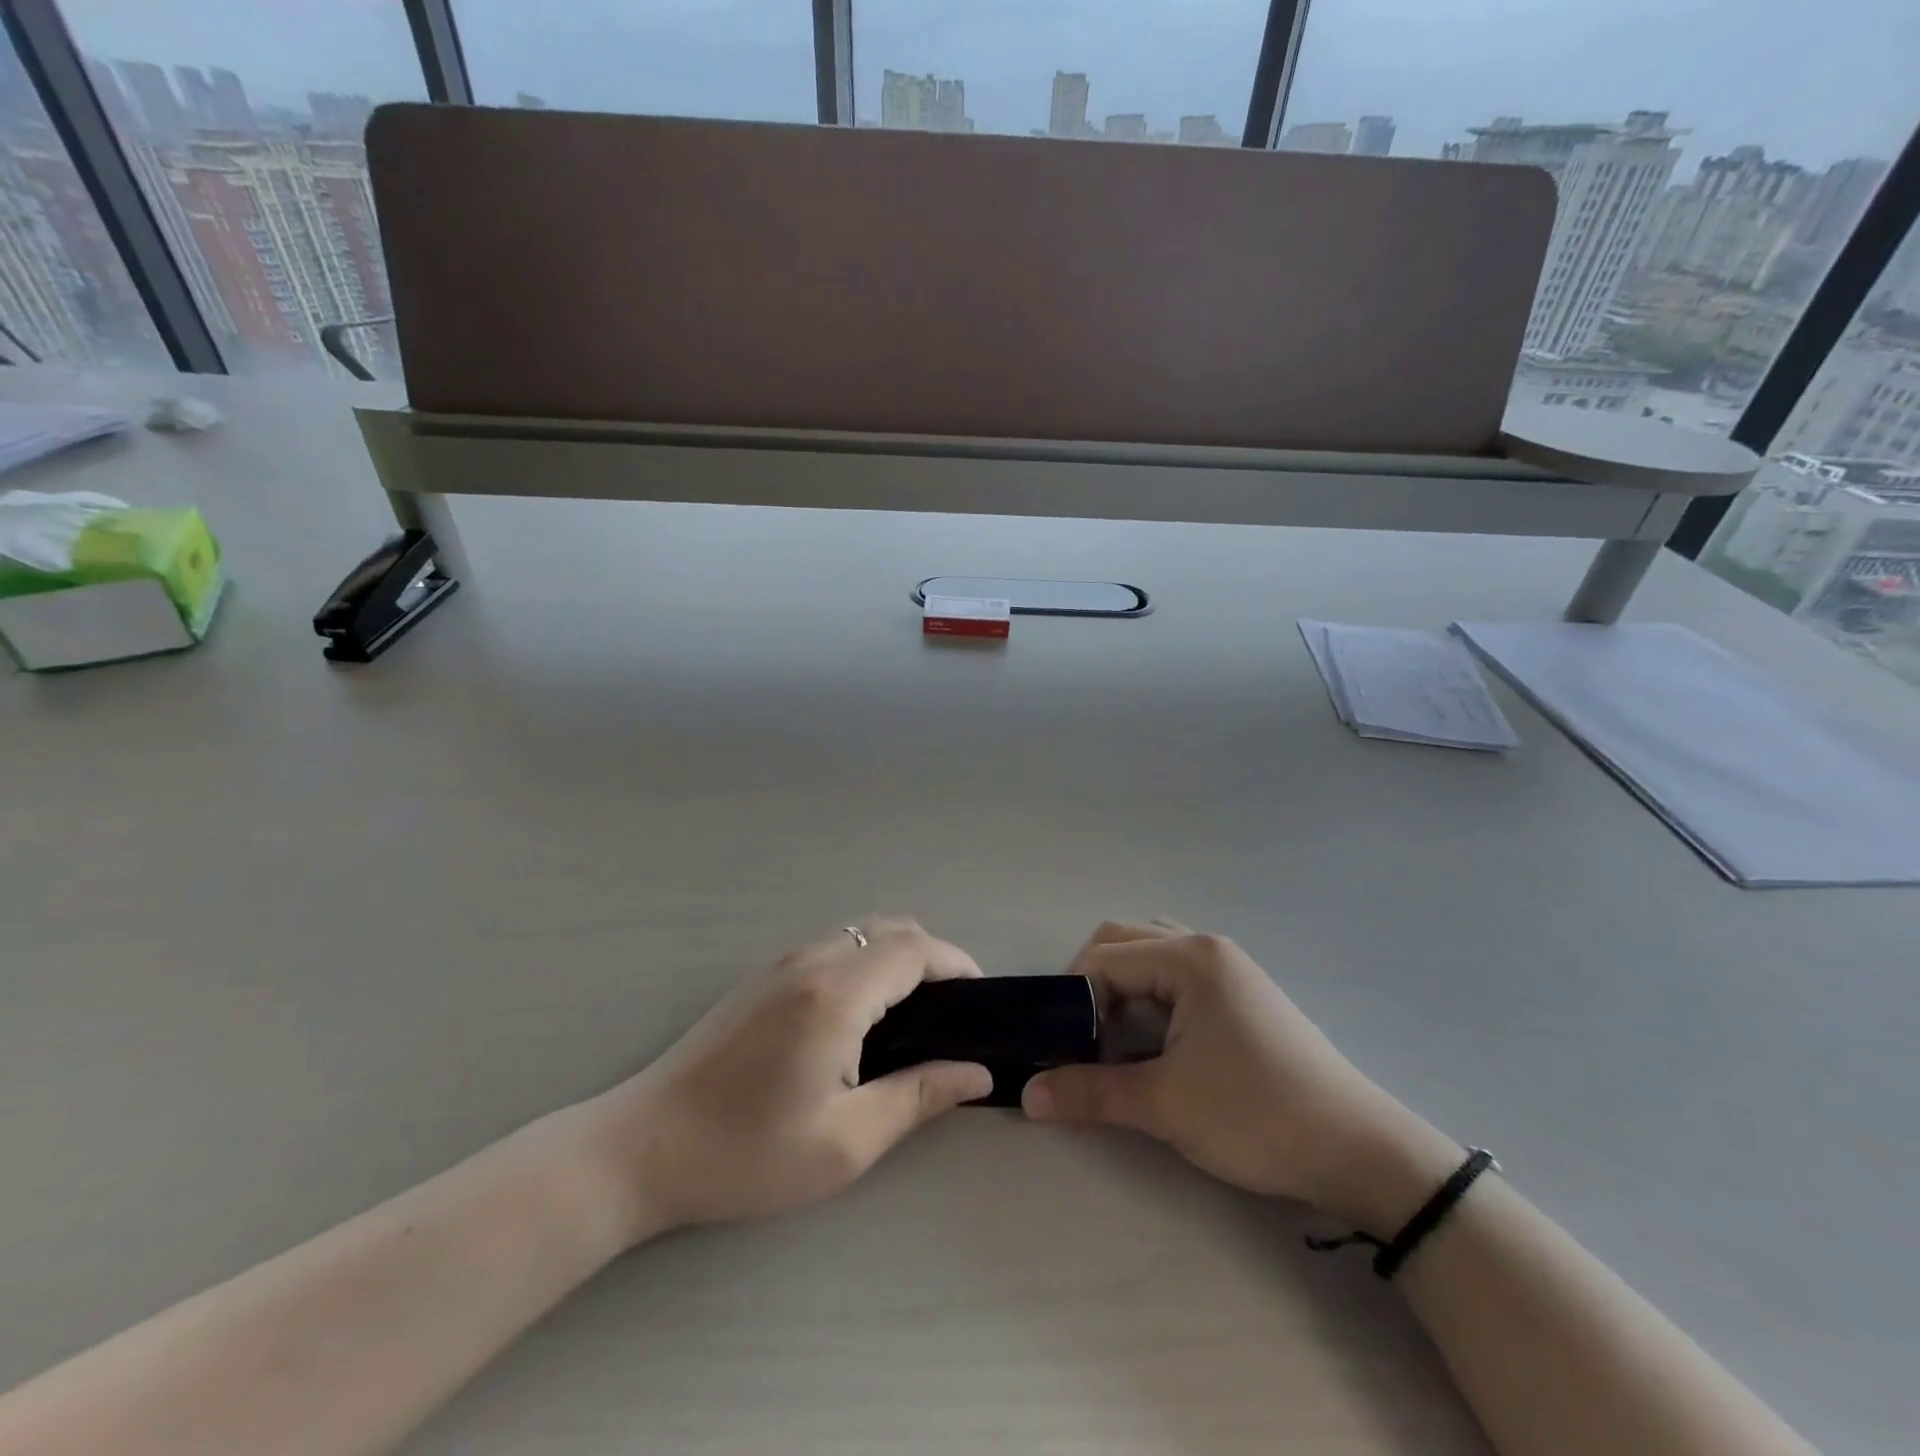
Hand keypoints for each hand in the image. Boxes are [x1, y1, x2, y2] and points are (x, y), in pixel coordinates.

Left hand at [586, 918, 992, 1244]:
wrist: (642, 1147)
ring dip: (899, 956)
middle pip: (892, 928)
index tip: (982, 999)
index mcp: (837, 994)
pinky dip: (867, 961)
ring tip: (915, 1015)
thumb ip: (918, 1097)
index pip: (916, 950)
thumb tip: (977, 1072)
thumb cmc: (746, 1154)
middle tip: (952, 1013)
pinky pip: (835, 946)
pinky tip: (864, 1014)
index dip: (957, 964)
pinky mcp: (763, 975)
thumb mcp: (845, 1143)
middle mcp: (812, 960)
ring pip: (862, 932)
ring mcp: (782, 962)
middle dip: (933, 958)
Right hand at [1022, 921, 1460, 1232]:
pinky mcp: (1240, 994)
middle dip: (1091, 985)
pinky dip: (1149, 997)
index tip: (1058, 1046)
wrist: (1359, 1152)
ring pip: (1150, 955)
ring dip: (1121, 987)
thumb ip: (1090, 1092)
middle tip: (1081, 1038)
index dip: (1071, 998)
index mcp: (1189, 957)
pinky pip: (1176, 976)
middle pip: (1123, 941)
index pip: (1104, 957)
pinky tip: (1150, 1040)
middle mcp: (1206, 947)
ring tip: (1113, 1037)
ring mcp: (1228, 968)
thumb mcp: (1165, 1105)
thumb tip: (1028, 1094)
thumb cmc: (1256, 1116)